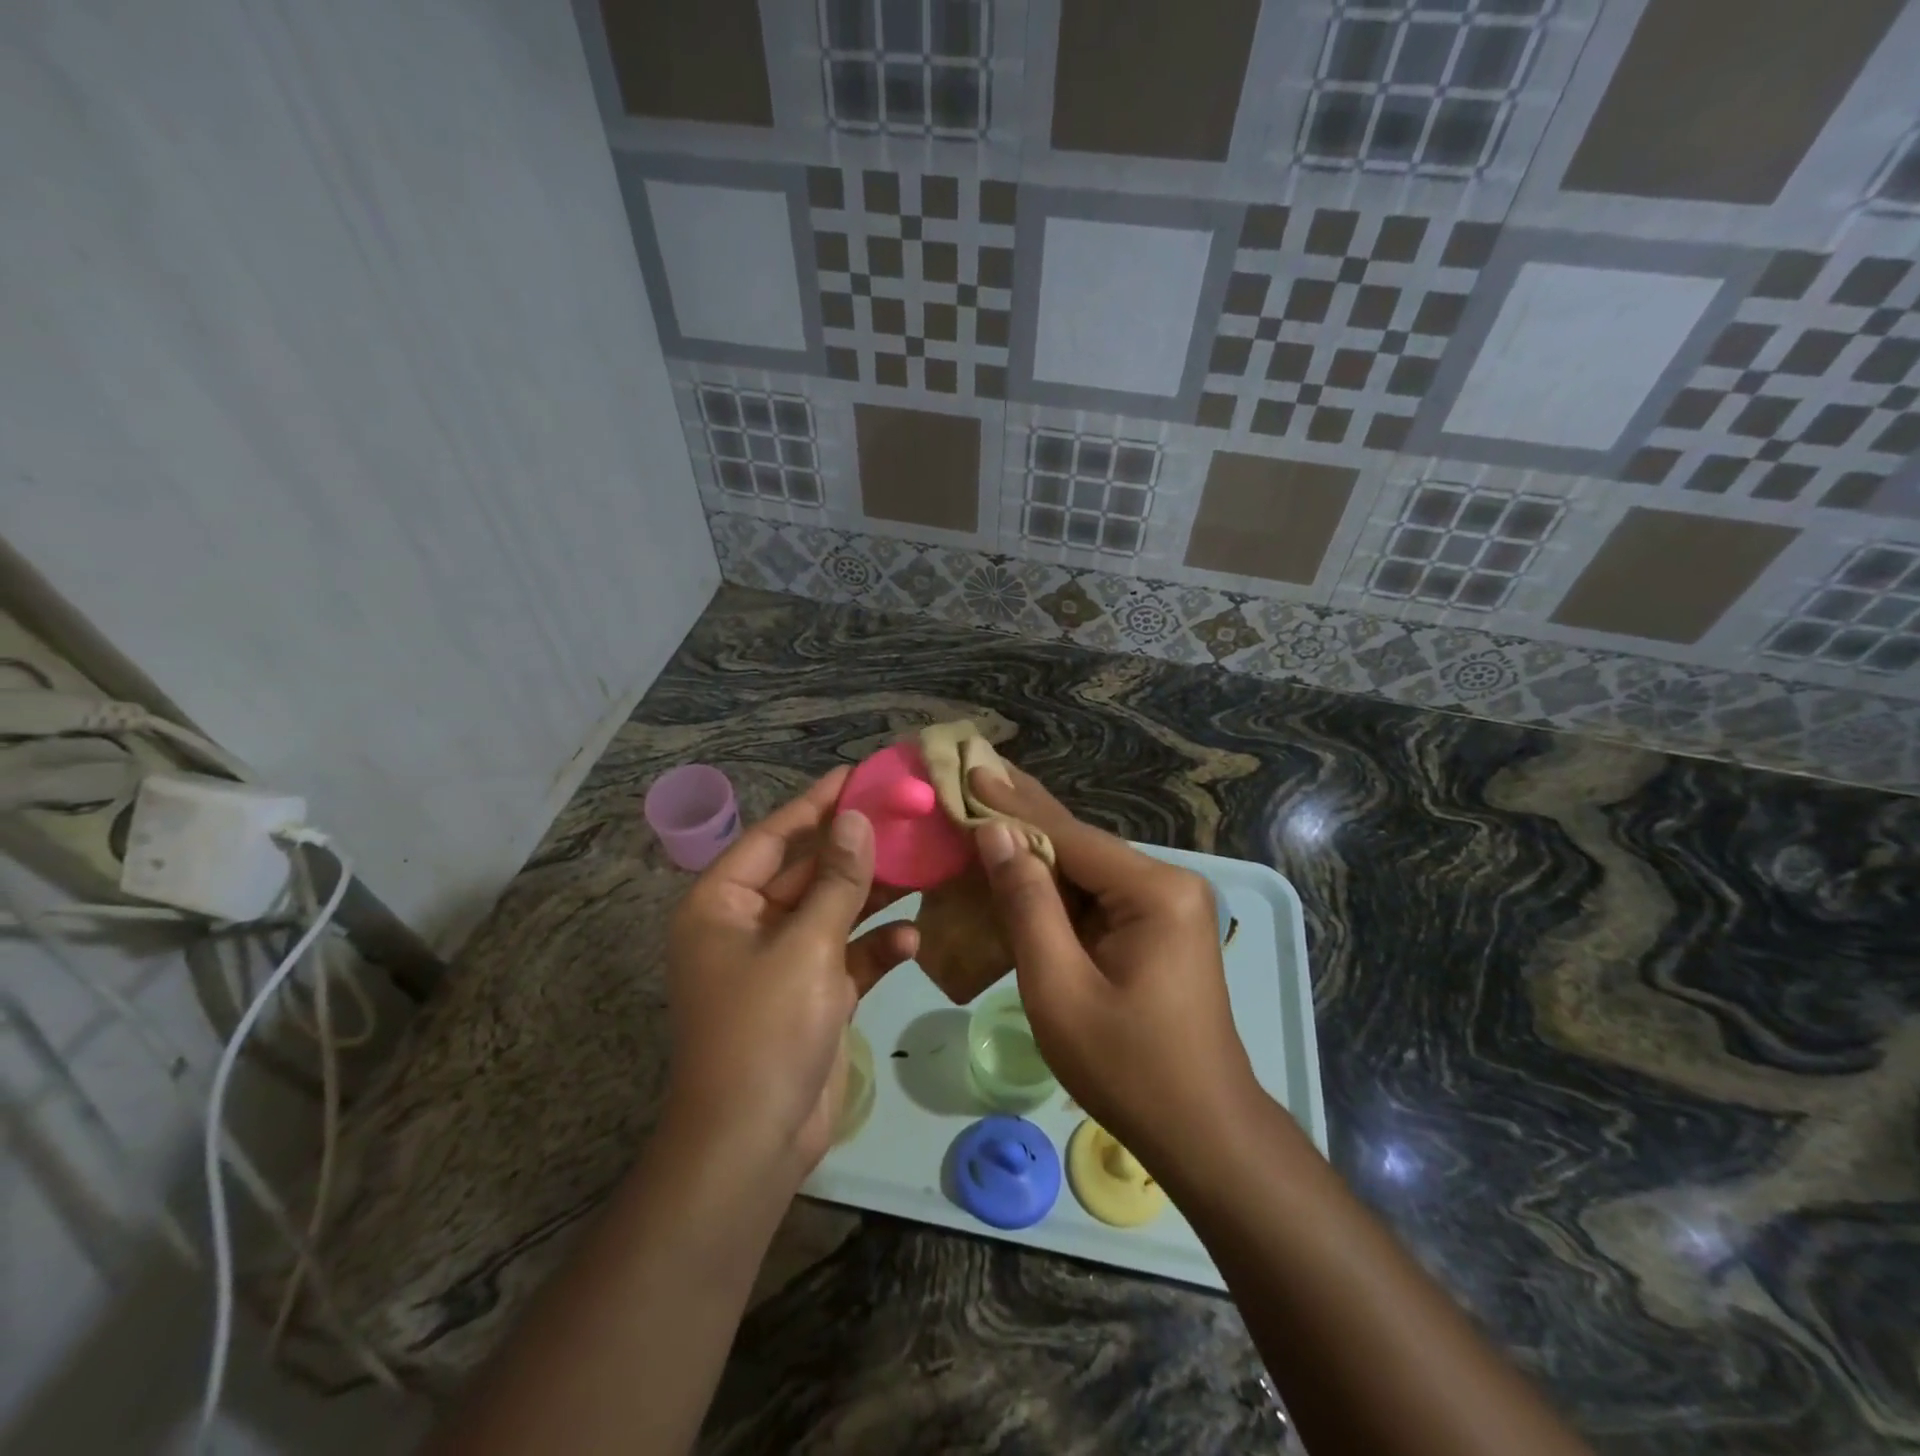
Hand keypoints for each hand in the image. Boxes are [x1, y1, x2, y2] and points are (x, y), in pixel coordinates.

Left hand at [664, 769, 916, 1178]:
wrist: (755, 1143)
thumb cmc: (766, 1029)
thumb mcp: (806, 945)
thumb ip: (836, 880)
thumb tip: (855, 818)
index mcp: (723, 904)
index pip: (775, 836)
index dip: (818, 803)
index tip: (860, 775)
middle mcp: (749, 925)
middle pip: (809, 870)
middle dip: (857, 849)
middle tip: (908, 815)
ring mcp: (782, 961)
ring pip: (834, 911)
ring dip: (874, 895)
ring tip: (924, 864)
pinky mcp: (812, 994)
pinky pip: (847, 955)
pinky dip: (876, 946)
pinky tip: (912, 939)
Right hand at [969, 767, 1258, 1170]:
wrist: (1204, 1134)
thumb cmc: (1128, 1068)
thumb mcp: (1059, 988)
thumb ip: (1027, 905)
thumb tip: (996, 833)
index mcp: (1154, 891)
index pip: (1068, 835)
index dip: (1013, 803)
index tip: (970, 766)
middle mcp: (1168, 884)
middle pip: (1080, 845)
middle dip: (1023, 815)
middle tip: (975, 773)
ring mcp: (1168, 906)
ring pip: (1086, 870)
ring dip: (1035, 851)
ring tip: (985, 810)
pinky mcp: (1159, 928)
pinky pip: (1097, 897)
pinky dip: (1054, 887)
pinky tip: (1018, 868)